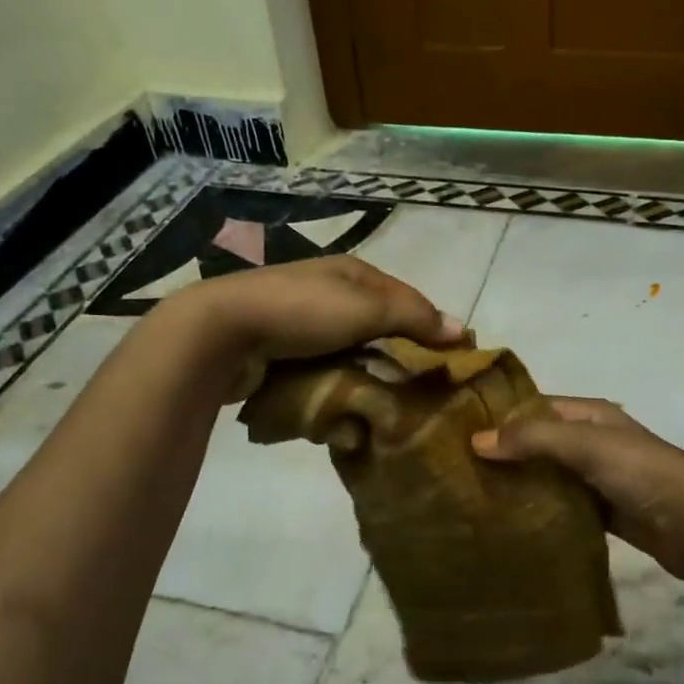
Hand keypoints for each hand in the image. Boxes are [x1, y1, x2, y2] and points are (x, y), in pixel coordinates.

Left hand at [165, 257, 464, 398]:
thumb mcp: (367, 308)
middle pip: (380, 329)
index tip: (452, 360)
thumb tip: (461, 330)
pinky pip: (323, 372)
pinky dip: (336, 388)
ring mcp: (304, 325)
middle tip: (420, 392)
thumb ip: (414, 317)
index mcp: (352, 273)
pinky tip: (346, 410)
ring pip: (353, 355)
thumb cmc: (302, 312)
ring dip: (367, 379)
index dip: (431, 325)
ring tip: (385, 408)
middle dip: (398, 358)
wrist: (222, 334)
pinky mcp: (284, 354)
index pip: (407, 298)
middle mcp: (331, 294)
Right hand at [472, 398, 683, 581]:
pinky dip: (541, 512)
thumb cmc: (640, 471)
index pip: (535, 406)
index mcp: (590, 414)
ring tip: (475, 499)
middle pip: (540, 443)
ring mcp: (599, 478)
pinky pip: (564, 508)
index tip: (458, 431)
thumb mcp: (585, 443)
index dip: (501, 415)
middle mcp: (592, 441)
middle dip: (506, 454)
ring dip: (521, 485)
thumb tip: (477, 440)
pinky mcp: (604, 514)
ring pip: (549, 477)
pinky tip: (511, 524)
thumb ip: (533, 438)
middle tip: (458, 471)